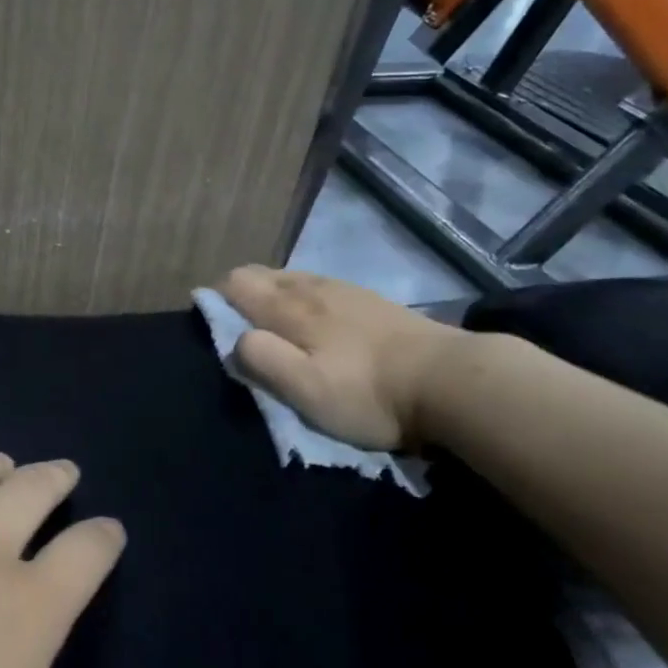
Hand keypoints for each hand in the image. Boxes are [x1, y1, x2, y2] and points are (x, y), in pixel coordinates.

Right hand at [217, 266, 469, 449]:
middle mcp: (313, 288)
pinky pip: (322, 287)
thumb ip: (262, 360)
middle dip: (243, 294)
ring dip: (275, 295)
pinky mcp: (373, 301)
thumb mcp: (306, 390)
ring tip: (278, 327)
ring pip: (294, 279)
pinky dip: (306, 298)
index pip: (236, 282)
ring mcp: (347, 290)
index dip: (216, 299)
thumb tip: (235, 339)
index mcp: (290, 307)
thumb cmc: (369, 393)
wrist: (452, 380)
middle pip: (263, 274)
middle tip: (245, 332)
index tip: (215, 327)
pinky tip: (321, 322)